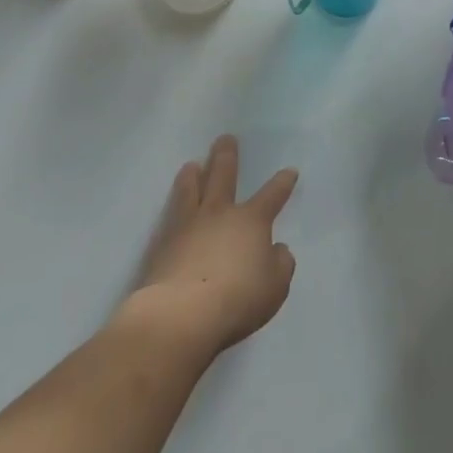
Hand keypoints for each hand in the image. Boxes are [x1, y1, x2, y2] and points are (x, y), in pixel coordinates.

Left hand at [132, 136, 297, 358]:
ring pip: (191, 189)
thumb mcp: (275, 286)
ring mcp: (188, 225)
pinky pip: (170, 216)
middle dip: (227, 156)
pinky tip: (171, 207)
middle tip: (226, 138)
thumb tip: (277, 249)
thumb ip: (281, 264)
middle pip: (223, 176)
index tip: (289, 171)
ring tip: (192, 164)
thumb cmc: (237, 299)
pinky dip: (173, 205)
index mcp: (251, 221)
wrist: (181, 314)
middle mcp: (220, 213)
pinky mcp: (162, 244)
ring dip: (193, 174)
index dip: (283, 182)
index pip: (272, 195)